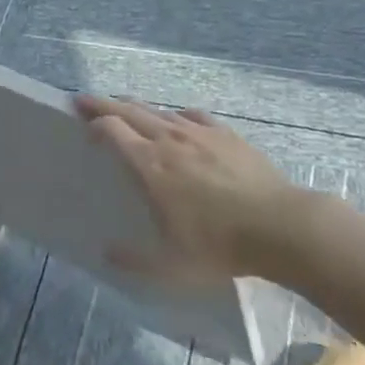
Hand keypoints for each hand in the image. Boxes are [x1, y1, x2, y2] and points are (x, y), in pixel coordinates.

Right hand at [77, 96, 318, 283]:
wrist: (282, 227)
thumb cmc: (219, 244)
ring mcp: (199, 133)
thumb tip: (107, 254)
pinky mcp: (226, 134)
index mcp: (149, 164)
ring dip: (136, 106)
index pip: (111, 129)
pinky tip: (179, 120)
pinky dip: (176, 115)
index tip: (82, 124)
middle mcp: (168, 139)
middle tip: (84, 100)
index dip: (93, 123)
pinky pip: (192, 115)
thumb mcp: (171, 265)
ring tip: (126, 108)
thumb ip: (135, 260)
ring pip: (159, 110)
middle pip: (128, 110)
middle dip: (103, 103)